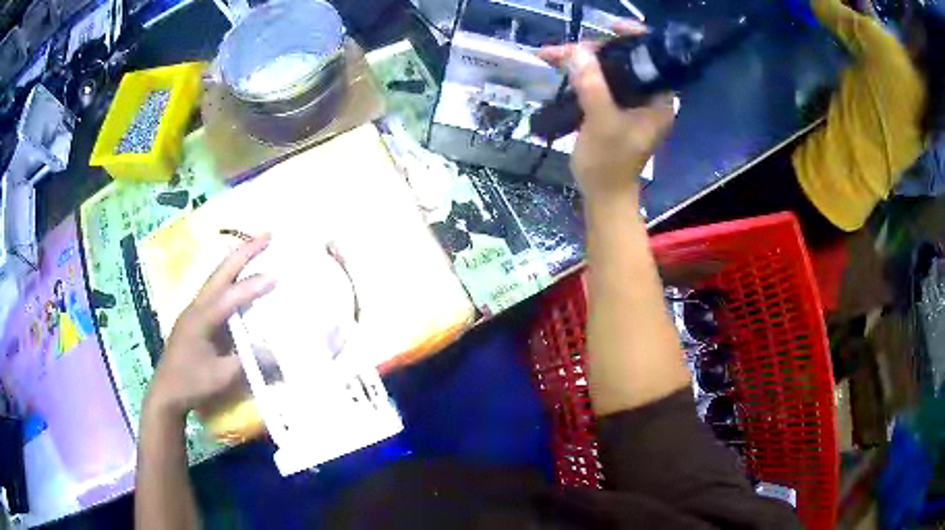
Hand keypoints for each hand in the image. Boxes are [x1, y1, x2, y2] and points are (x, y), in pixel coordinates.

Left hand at [145, 235, 275, 419]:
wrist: (166, 392)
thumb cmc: (192, 384)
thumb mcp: (222, 377)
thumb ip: (249, 361)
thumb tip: (277, 352)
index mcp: (201, 319)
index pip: (231, 297)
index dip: (254, 286)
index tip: (278, 275)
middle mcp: (197, 306)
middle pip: (221, 272)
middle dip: (244, 251)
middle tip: (268, 235)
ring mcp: (194, 309)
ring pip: (217, 277)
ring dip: (237, 260)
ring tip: (257, 247)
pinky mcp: (195, 317)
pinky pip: (215, 290)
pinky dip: (230, 277)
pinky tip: (240, 278)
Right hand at [538, 21, 675, 202]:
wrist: (603, 195)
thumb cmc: (609, 164)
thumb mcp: (602, 123)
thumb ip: (593, 86)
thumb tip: (578, 51)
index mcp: (659, 99)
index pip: (653, 57)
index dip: (633, 37)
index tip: (609, 27)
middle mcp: (649, 96)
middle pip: (626, 59)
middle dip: (595, 49)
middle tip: (565, 49)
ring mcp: (632, 102)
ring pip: (610, 69)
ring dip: (582, 60)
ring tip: (552, 55)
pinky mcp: (616, 108)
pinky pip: (600, 81)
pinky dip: (581, 73)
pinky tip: (560, 67)